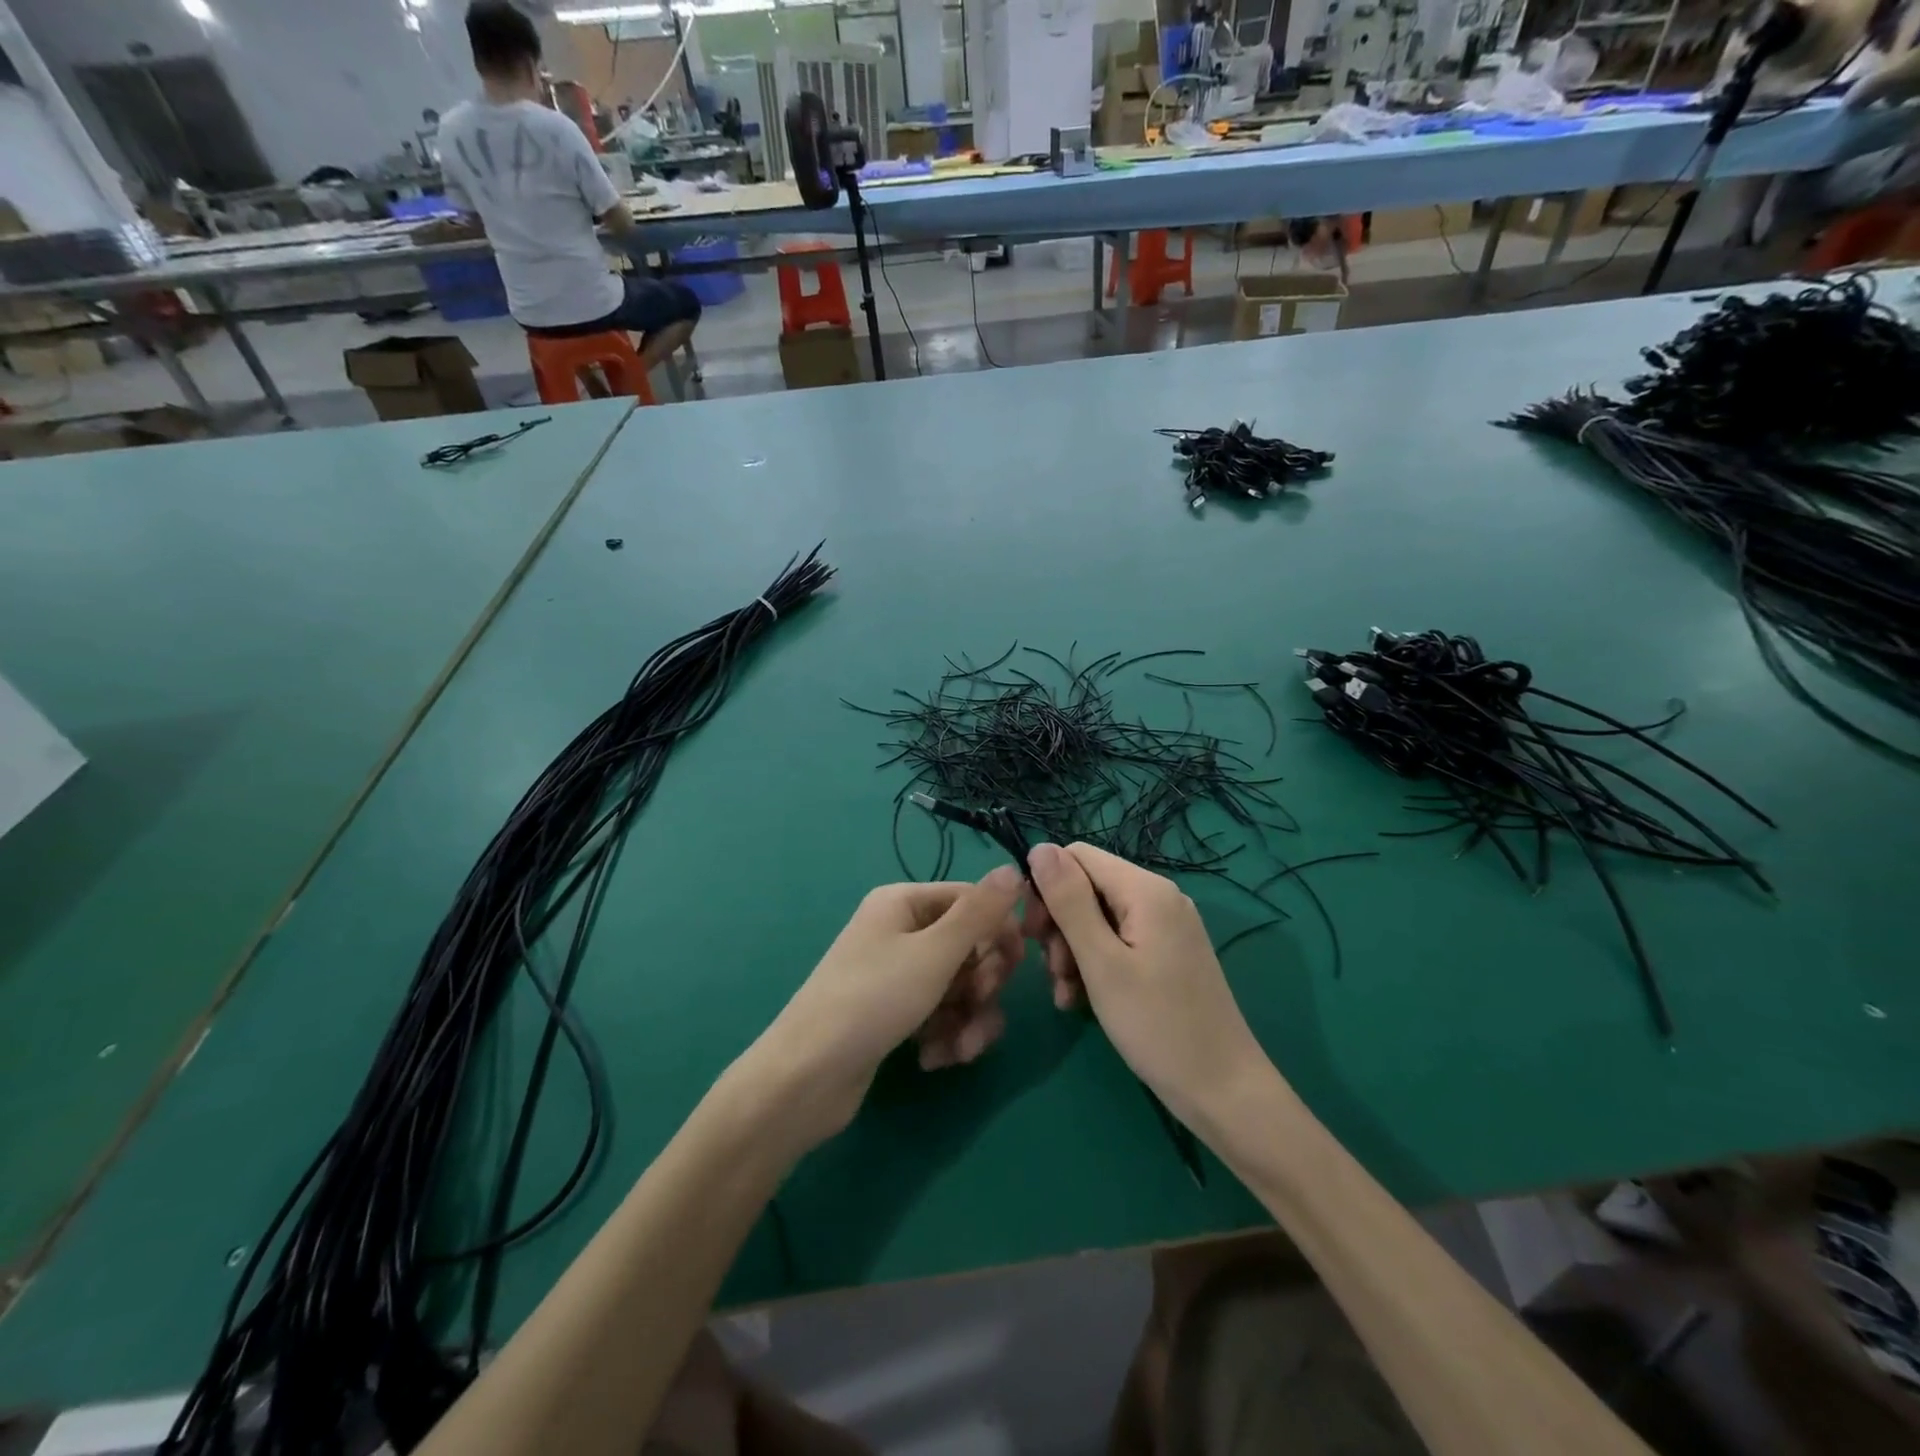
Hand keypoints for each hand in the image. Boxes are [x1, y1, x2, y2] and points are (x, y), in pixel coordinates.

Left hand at [744, 867, 1026, 1146]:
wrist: (806, 1077)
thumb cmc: (873, 1000)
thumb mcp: (935, 952)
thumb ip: (980, 912)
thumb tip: (1014, 867)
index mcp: (904, 903)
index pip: (972, 901)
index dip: (999, 931)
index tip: (1017, 964)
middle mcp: (900, 931)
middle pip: (969, 947)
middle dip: (983, 983)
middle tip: (978, 1004)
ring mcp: (896, 974)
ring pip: (959, 987)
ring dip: (969, 1019)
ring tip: (960, 1048)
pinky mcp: (894, 1014)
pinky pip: (939, 1014)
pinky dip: (945, 1036)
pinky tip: (933, 1059)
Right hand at [1023, 842, 1271, 1128]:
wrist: (1223, 1089)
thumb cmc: (1157, 1025)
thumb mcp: (1101, 962)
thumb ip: (1069, 901)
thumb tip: (1039, 848)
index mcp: (1145, 889)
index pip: (1076, 856)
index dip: (1046, 886)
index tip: (1033, 934)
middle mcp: (1159, 896)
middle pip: (1087, 886)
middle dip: (1060, 924)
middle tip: (1052, 971)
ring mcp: (1167, 925)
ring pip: (1098, 917)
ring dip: (1072, 950)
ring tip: (1065, 993)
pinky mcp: (1168, 952)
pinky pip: (1118, 941)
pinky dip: (1095, 963)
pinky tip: (1081, 999)